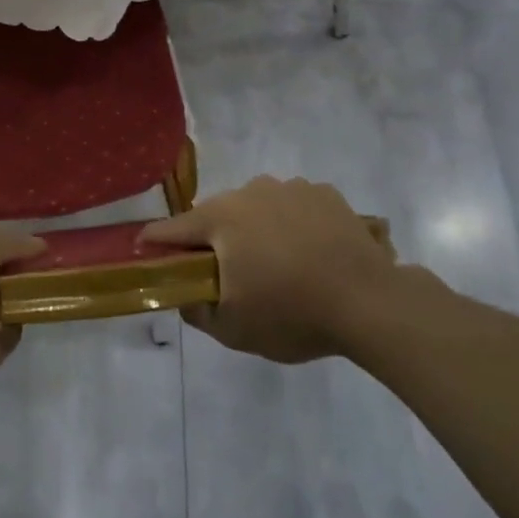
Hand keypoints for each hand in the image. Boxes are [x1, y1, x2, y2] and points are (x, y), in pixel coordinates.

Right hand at [140, 176, 407, 363]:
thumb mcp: (234, 329)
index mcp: (219, 219)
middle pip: (216, 215)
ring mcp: (289, 187)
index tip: (148, 255)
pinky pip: (294, 205)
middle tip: (227, 274)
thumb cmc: (292, 313)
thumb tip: (183, 295)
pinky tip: (310, 252)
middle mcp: (248, 192)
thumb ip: (197, 311)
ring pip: (256, 207)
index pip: (171, 228)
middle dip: (214, 240)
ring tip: (277, 264)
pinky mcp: (324, 193)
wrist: (371, 302)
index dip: (156, 243)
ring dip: (256, 229)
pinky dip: (293, 223)